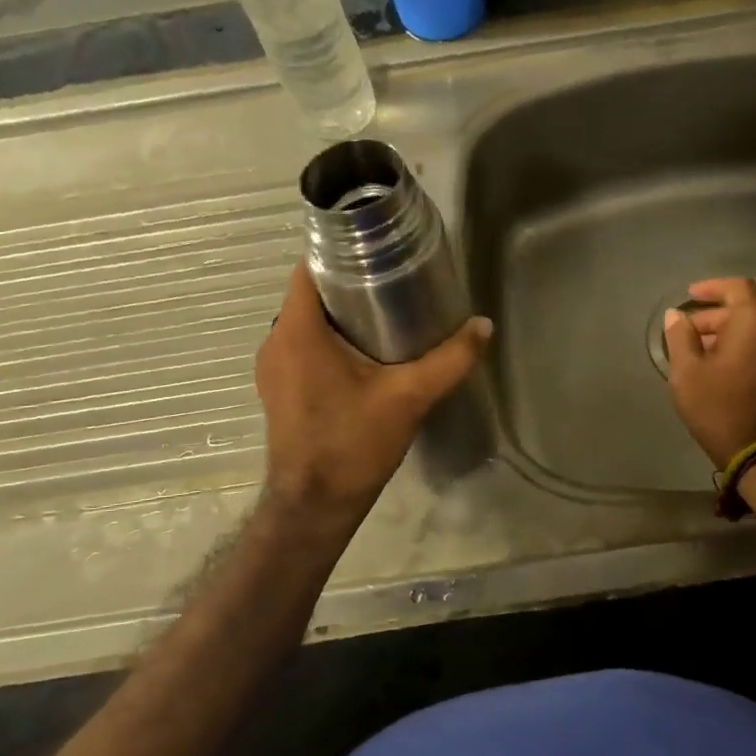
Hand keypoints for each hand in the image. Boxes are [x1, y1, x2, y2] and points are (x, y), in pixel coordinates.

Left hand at [254, 263, 492, 518]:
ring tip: (384, 316)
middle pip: (309, 294)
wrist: (316, 503)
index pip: (308, 268)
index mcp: (298, 331)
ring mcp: (272, 367)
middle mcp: (276, 341)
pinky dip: (327, 341)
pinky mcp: (277, 388)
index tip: (377, 252)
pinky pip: (300, 347)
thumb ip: (449, 360)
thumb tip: (483, 325)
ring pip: (305, 322)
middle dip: (348, 285)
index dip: (339, 253)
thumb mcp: (409, 397)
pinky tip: (363, 355)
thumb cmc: (354, 443)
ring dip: (338, 315)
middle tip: (393, 284)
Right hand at [661, 277, 755, 468]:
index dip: (712, 287)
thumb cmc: (720, 406)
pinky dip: (738, 349)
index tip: (690, 296)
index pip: (738, 288)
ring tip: (695, 352)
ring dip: (724, 334)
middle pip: (744, 310)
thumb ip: (679, 337)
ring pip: (752, 332)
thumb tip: (676, 316)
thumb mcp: (687, 372)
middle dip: (712, 316)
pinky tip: (715, 368)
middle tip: (684, 332)